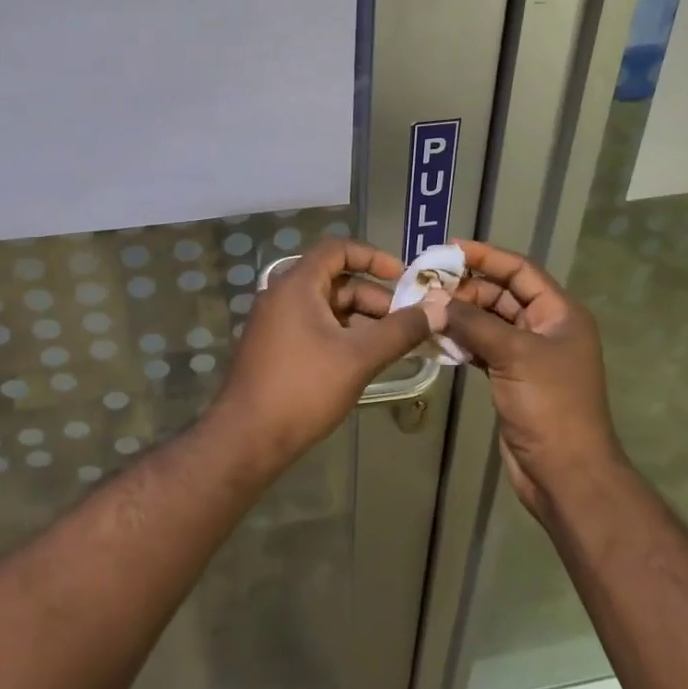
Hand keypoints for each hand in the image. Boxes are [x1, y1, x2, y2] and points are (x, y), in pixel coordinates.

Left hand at [211, 238, 434, 468]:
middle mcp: (282, 295)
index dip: (373, 257)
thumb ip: (401, 330)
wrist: (247, 438)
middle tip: (406, 322)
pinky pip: (314, 328)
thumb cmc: (304, 388)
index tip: (403, 277)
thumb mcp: (359, 357)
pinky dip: (342, 335)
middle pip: (335, 281)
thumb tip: (440, 310)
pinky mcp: (274, 348)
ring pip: (327, 308)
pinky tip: (364, 360)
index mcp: (296, 285)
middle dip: (374, 298)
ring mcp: (275, 323)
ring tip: (393, 345)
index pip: (337, 249)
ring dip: (361, 320)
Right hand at [437, 240, 625, 517]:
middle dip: (467, 288)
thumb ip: (473, 323)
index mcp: (560, 313)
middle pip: (503, 294)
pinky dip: (462, 342)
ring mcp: (529, 355)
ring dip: (461, 315)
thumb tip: (434, 299)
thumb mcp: (513, 355)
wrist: (565, 473)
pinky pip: (483, 348)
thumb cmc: (550, 405)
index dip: (487, 256)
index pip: (521, 271)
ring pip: (490, 322)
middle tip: (428, 285)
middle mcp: (546, 328)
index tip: (450, 249)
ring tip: (425, 308)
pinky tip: (436, 338)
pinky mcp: (512, 378)